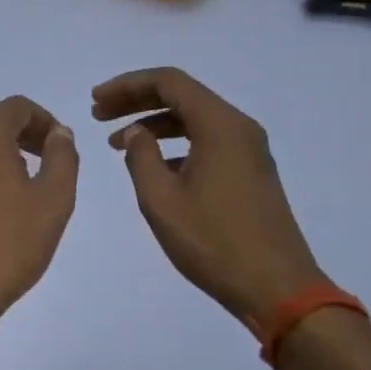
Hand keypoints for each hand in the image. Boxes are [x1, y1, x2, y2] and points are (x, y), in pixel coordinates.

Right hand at [93, 68, 325, 323]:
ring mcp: (249, 150)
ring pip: (195, 119)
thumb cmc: (213, 242)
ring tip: (116, 143)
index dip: (127, 85)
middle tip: (98, 114)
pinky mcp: (251, 172)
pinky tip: (153, 166)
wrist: (276, 287)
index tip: (95, 101)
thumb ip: (141, 157)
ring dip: (154, 124)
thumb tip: (135, 133)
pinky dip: (175, 143)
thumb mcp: (161, 200)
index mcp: (220, 126)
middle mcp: (239, 128)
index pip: (169, 82)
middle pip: (183, 96)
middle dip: (137, 100)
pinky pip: (208, 141)